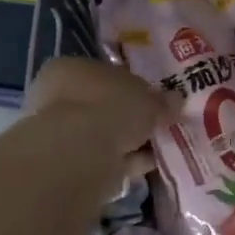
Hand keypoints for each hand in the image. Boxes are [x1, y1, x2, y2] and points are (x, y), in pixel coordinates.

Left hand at [27, 56, 167, 166]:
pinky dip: (129, 161)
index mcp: (70, 69)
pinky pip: (108, 158)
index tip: (156, 99)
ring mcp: (63, 134)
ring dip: (134, 141)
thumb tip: (175, 100)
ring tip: (162, 147)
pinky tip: (152, 164)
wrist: (81, 154)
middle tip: (162, 124)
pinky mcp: (72, 164)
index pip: (106, 74)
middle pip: (106, 106)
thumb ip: (161, 100)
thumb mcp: (147, 97)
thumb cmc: (110, 108)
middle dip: (134, 117)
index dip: (134, 86)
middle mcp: (59, 98)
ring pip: (107, 135)